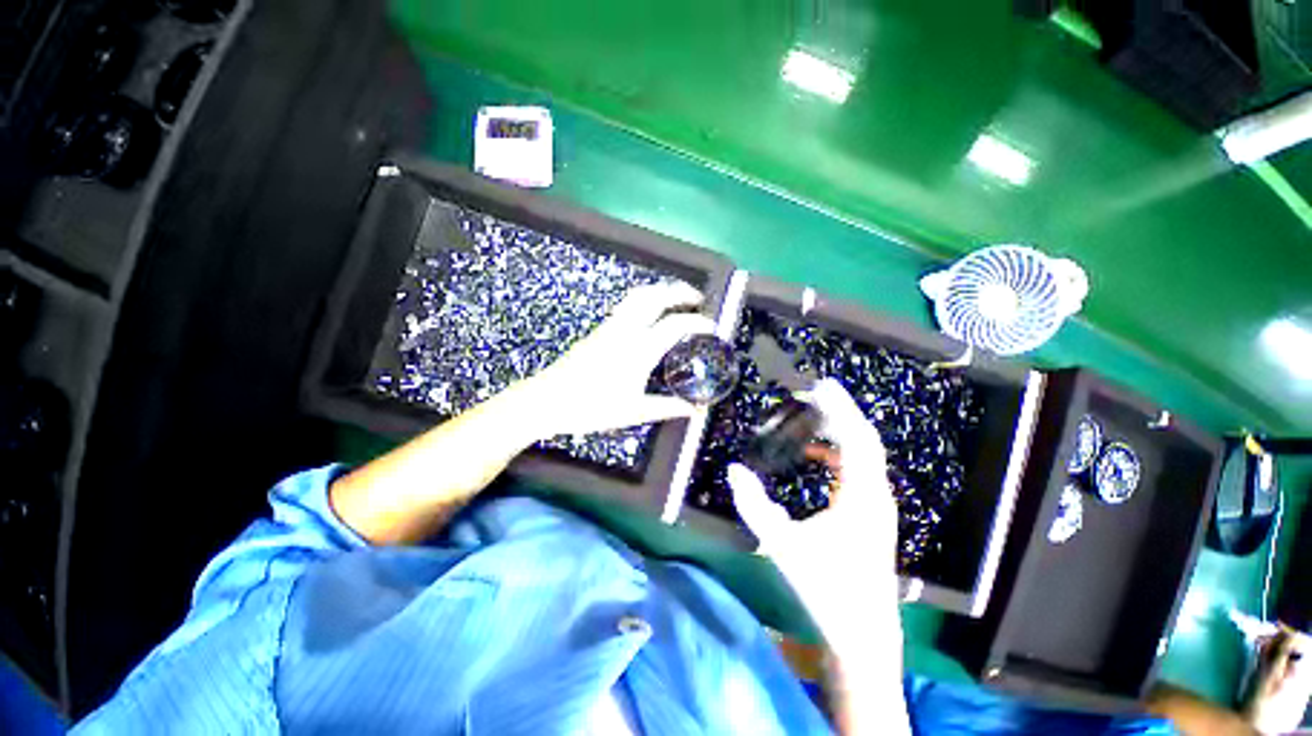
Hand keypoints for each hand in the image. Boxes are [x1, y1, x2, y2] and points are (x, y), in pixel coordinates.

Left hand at [517, 282, 716, 439]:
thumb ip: (668, 407)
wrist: (547, 400)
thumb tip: (695, 410)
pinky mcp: (599, 330)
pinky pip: (628, 305)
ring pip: (638, 295)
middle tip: (698, 298)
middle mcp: (625, 330)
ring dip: (661, 291)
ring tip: (676, 299)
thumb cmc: (592, 408)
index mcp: (638, 350)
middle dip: (680, 292)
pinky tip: (650, 315)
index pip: (675, 325)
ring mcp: (610, 327)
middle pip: (655, 296)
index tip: (713, 326)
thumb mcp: (634, 412)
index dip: (698, 322)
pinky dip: (646, 300)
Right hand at [727, 378, 898, 647]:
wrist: (863, 633)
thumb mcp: (783, 545)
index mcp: (860, 497)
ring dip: (841, 430)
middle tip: (815, 392)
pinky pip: (858, 469)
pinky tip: (815, 454)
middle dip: (842, 412)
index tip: (821, 386)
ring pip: (864, 453)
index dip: (841, 409)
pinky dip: (838, 452)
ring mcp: (876, 504)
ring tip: (814, 415)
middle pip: (865, 440)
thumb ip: (754, 506)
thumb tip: (734, 470)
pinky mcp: (871, 513)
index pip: (856, 439)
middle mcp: (875, 495)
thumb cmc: (826, 588)